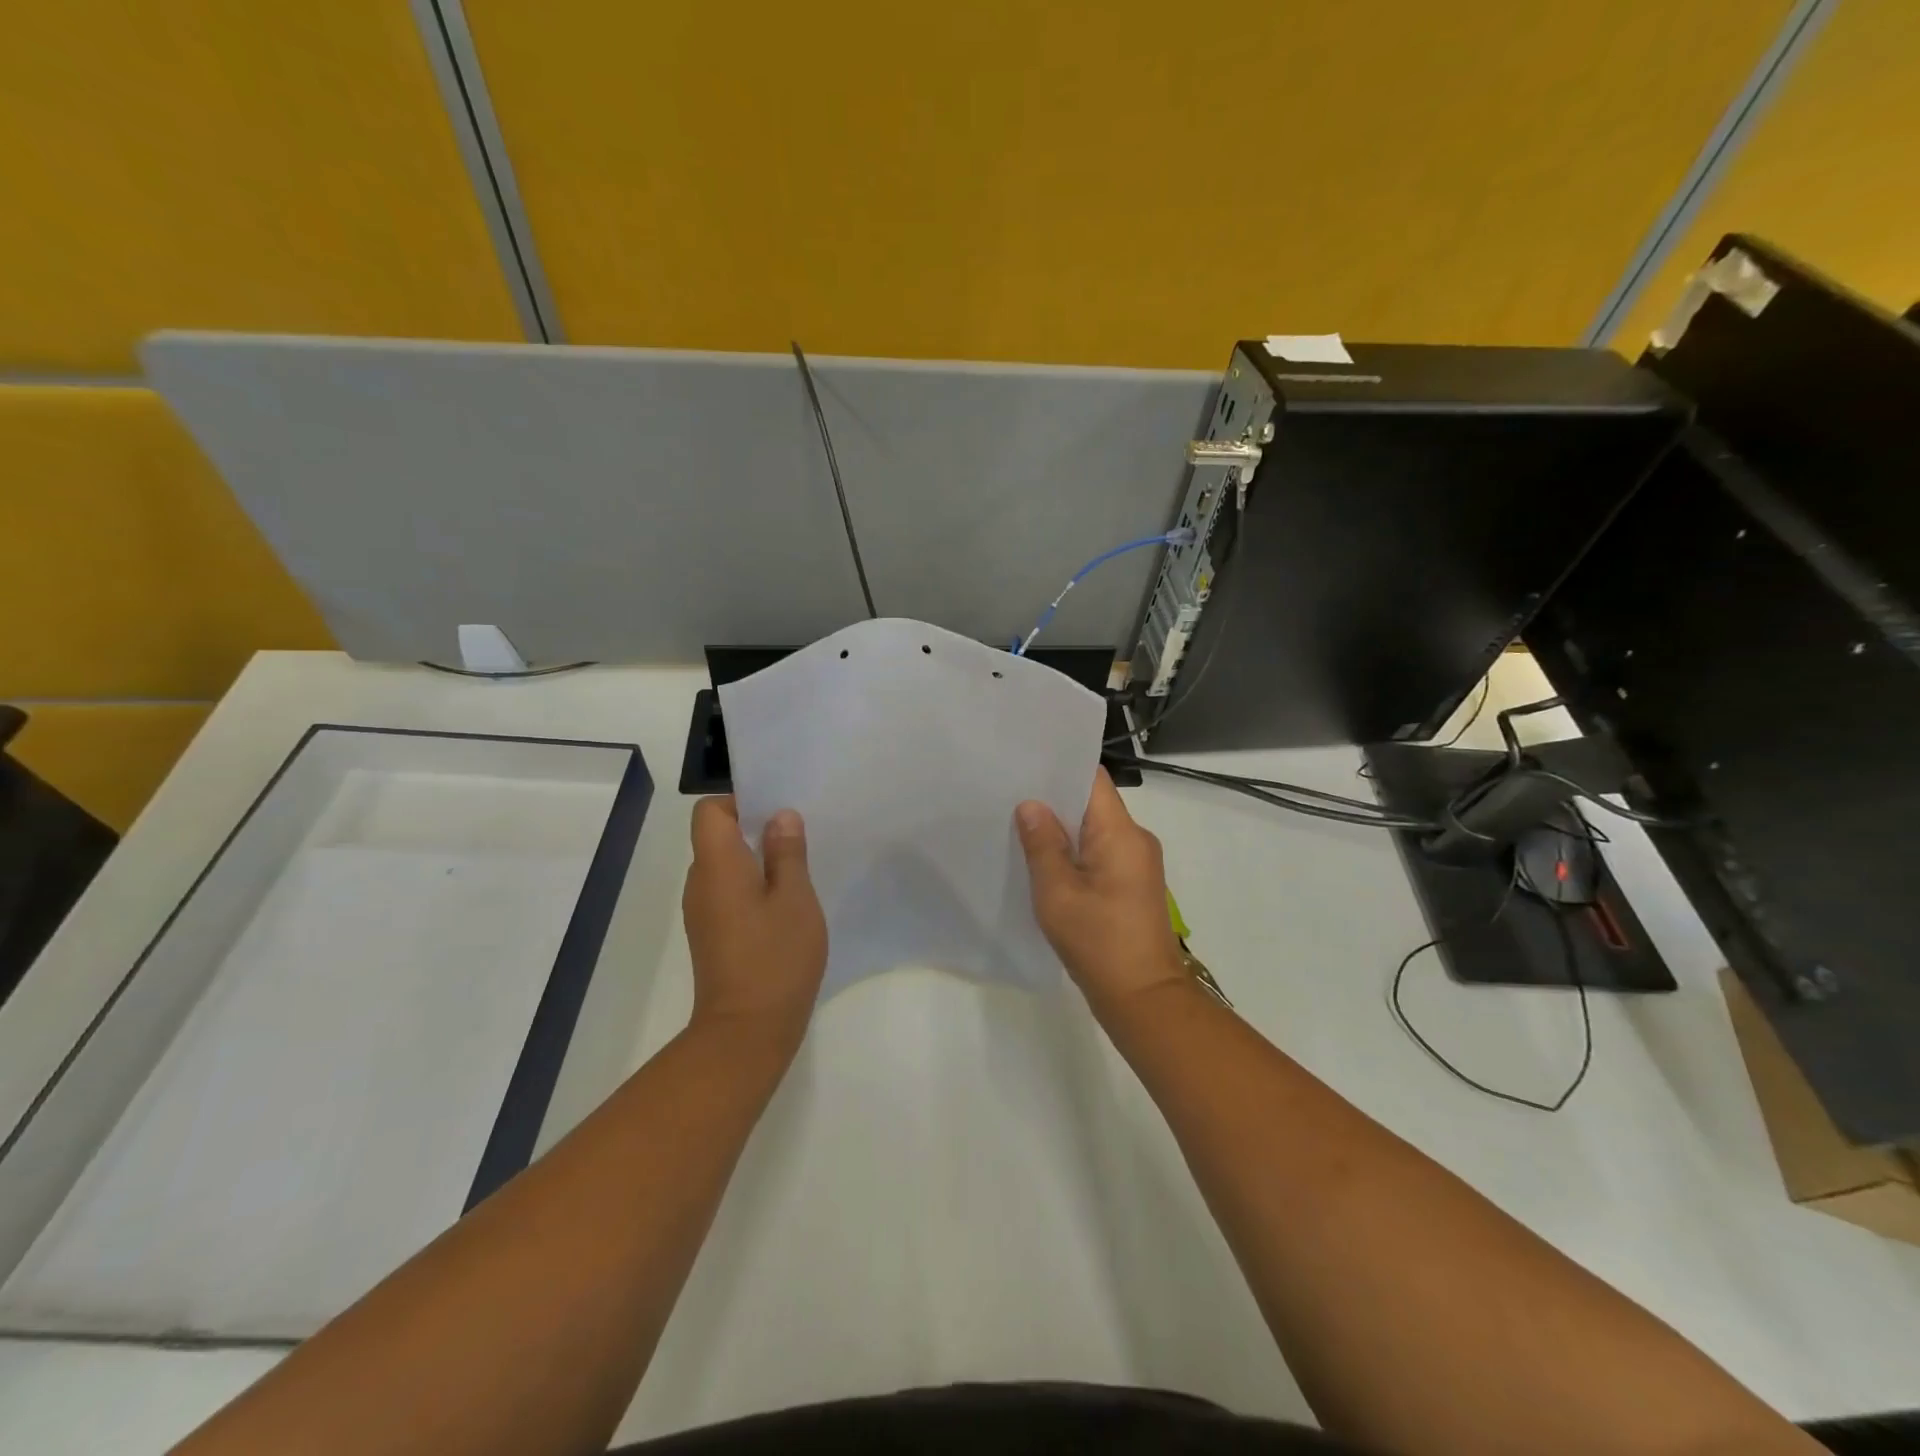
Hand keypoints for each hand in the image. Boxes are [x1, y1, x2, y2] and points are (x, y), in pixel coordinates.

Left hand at [682, 797, 826, 1049]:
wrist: (747, 1032)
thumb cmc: (775, 957)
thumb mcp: (795, 898)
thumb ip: (787, 853)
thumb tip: (780, 817)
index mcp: (716, 865)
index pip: (709, 812)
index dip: (740, 802)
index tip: (778, 813)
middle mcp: (700, 883)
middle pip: (717, 837)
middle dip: (756, 829)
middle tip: (800, 837)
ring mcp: (703, 912)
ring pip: (726, 867)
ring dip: (758, 860)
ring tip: (799, 871)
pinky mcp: (713, 935)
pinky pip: (729, 893)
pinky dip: (753, 888)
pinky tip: (786, 905)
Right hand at [1015, 768, 1190, 1017]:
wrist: (1143, 999)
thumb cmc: (1098, 942)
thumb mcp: (1058, 893)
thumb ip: (1042, 845)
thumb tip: (1031, 805)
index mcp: (1121, 833)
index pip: (1093, 780)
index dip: (1059, 769)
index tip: (1025, 766)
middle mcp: (1135, 839)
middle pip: (1092, 803)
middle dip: (1054, 800)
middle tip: (1010, 796)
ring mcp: (1137, 863)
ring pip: (1095, 830)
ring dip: (1063, 829)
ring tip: (1020, 825)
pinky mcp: (1132, 885)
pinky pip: (1100, 853)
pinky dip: (1074, 852)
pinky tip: (1044, 861)